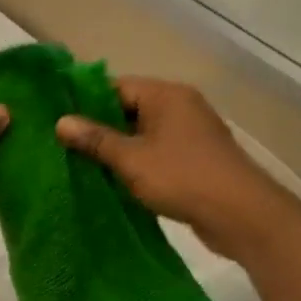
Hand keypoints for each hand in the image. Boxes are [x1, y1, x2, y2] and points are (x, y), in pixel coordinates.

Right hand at [56, 77, 280, 257]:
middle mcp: (180, 106)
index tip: (59, 122)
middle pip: (129, 109)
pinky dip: (137, 163)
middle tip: (64, 147)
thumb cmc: (182, 177)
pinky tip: (114, 181)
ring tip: (82, 165)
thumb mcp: (131, 159)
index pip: (116, 86)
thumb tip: (61, 121)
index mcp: (166, 95)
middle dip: (99, 128)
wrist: (241, 215)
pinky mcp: (196, 159)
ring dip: (117, 149)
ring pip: (143, 134)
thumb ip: (95, 139)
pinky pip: (157, 152)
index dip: (86, 102)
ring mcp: (191, 133)